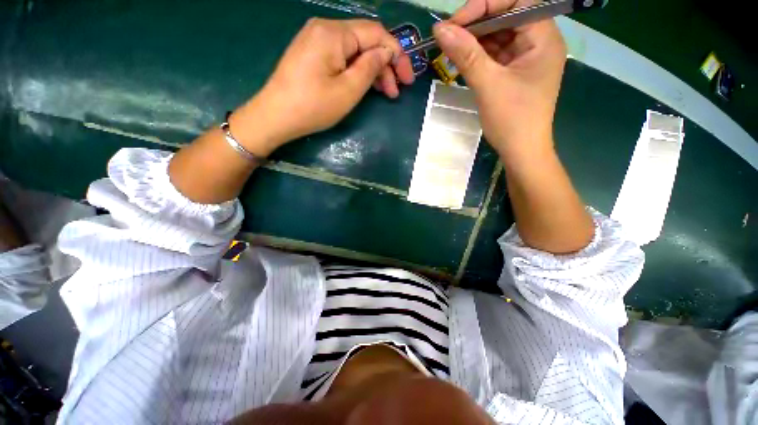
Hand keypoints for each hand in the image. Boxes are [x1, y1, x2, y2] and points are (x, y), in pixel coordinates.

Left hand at [232, 18, 414, 155]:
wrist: (275, 116)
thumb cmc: (312, 106)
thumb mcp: (348, 90)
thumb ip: (370, 68)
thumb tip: (385, 54)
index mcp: (334, 33)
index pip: (376, 34)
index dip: (396, 54)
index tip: (407, 79)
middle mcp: (325, 28)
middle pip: (366, 41)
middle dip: (385, 65)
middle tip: (396, 92)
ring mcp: (316, 40)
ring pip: (355, 50)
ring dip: (372, 70)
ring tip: (385, 93)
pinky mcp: (313, 53)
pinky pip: (342, 56)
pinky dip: (357, 70)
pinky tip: (366, 85)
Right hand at [433, 0, 565, 157]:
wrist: (521, 152)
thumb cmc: (512, 120)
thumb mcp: (488, 85)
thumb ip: (466, 55)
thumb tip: (440, 29)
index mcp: (544, 37)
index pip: (516, 2)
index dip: (484, 6)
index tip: (454, 23)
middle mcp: (539, 41)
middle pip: (506, 17)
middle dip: (476, 24)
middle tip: (448, 36)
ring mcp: (527, 57)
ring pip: (499, 36)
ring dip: (474, 41)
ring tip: (451, 48)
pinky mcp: (515, 71)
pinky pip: (496, 54)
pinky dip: (478, 55)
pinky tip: (462, 60)